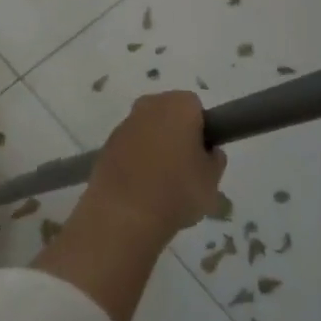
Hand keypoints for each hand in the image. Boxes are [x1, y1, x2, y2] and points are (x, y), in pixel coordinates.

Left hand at [88, 92, 227, 240]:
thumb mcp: (212, 181)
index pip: (196, 107)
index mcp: (178, 105)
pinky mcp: (106, 146)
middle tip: (185, 168)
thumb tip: (208, 152)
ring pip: (147, 130)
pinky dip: (136, 161)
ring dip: (154, 147)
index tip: (202, 154)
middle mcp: (149, 106)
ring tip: (161, 184)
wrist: (123, 215)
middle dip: (176, 134)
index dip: (202, 129)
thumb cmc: (176, 191)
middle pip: (169, 114)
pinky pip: (130, 148)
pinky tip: (140, 188)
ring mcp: (124, 125)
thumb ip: (214, 160)